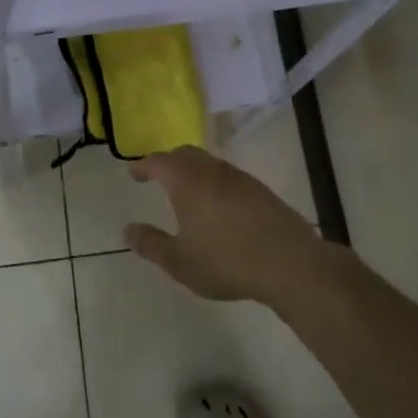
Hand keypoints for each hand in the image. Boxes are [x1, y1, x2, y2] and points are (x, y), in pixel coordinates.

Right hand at [124, 146, 334, 306]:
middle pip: (187, 154)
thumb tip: (128, 230)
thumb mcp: (179, 262)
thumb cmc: (225, 262)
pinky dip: (216, 183)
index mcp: (188, 182)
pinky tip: (219, 207)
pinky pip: (230, 177)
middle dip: (169, 161)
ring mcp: (241, 179)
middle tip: (159, 175)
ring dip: (195, 171)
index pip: (159, 162)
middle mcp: (213, 172)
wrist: (288, 263)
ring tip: (188, 192)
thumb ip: (151, 244)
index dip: (143, 165)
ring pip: (211, 164)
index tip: (134, 172)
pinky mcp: (262, 191)